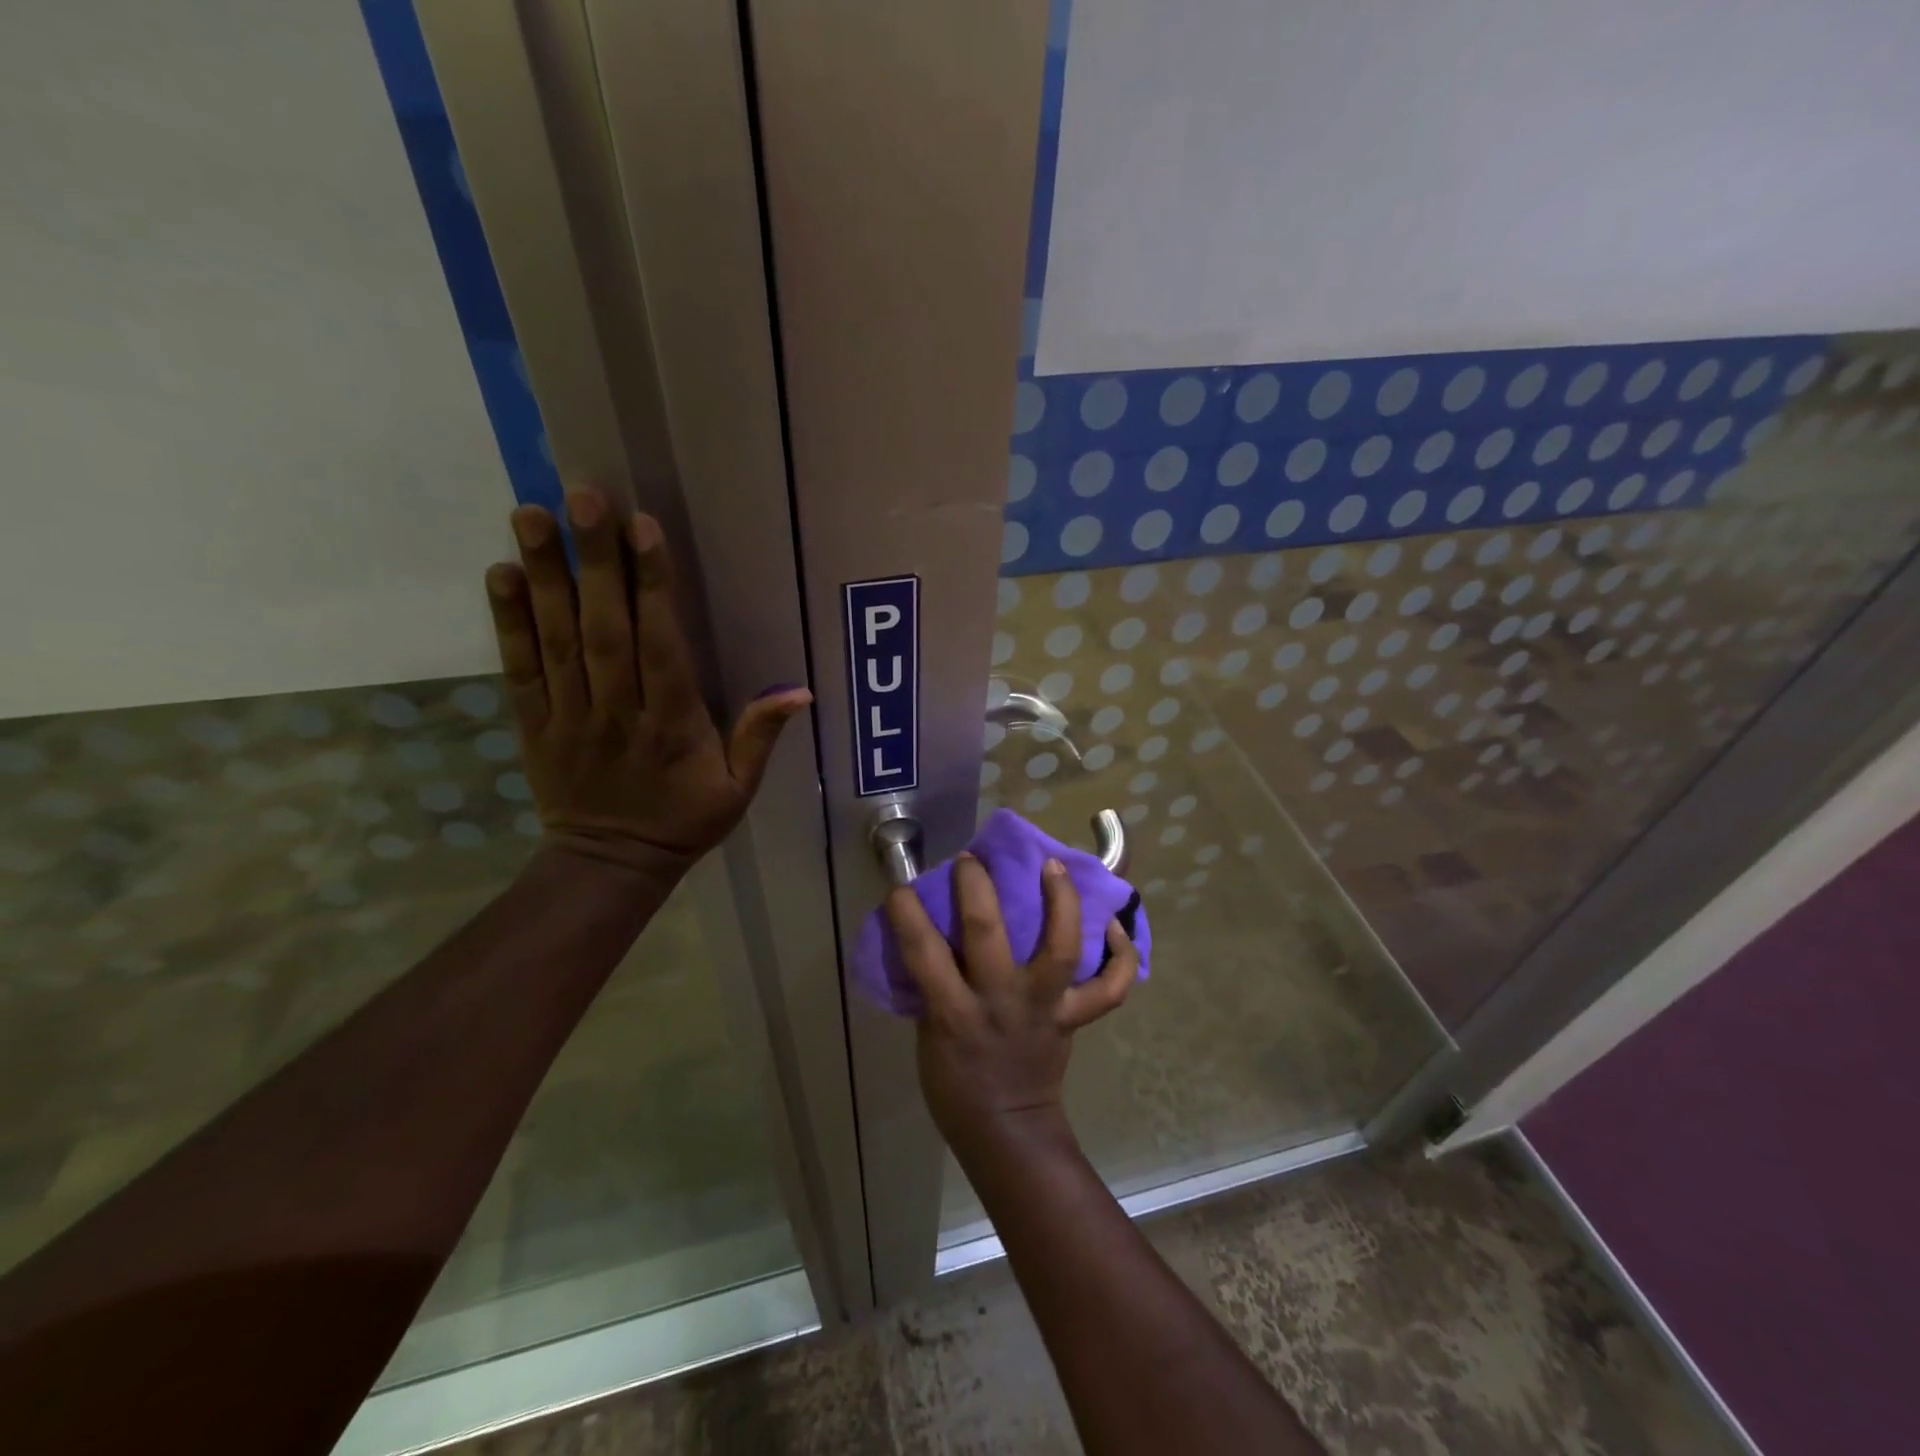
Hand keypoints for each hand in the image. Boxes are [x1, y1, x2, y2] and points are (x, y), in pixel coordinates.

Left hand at [484, 494, 811, 879]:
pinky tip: (501, 573)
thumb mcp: (738, 789)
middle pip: (604, 629)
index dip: (652, 587)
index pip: (660, 647)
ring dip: (544, 575)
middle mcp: (617, 710)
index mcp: (671, 725)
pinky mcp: (534, 722)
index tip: (644, 529)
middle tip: (583, 497)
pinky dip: (508, 620)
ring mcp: (569, 715)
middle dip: (595, 561)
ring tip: (530, 514)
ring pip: (556, 638)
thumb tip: (800, 691)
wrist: (610, 864)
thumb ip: (760, 737)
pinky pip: (520, 667)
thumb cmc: (684, 821)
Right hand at [885, 853, 1137, 1158]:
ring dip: (1061, 901)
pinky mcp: (1075, 1018)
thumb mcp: (929, 1032)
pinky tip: (1112, 924)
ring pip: (1060, 947)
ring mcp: (1044, 1008)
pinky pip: (1110, 987)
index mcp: (953, 1012)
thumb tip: (937, 935)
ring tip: (1054, 865)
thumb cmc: (955, 1083)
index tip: (900, 885)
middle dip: (976, 886)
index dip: (907, 912)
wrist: (1006, 1130)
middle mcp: (1001, 1002)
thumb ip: (935, 985)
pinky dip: (1120, 954)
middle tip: (971, 860)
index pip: (922, 951)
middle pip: (987, 932)